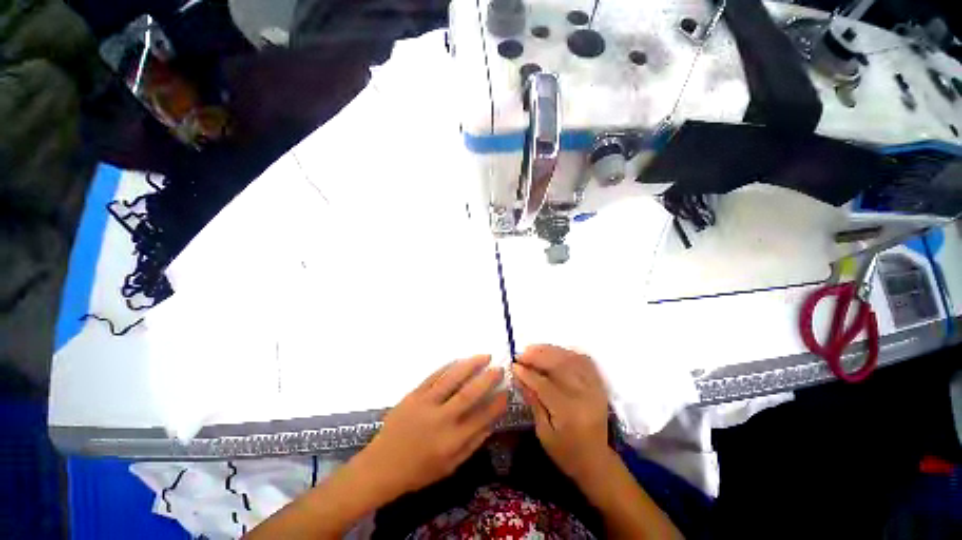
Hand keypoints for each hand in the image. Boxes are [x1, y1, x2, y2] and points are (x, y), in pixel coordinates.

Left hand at [358, 355, 508, 497]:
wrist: (381, 466)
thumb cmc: (419, 471)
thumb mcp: (450, 466)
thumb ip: (473, 443)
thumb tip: (492, 421)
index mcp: (451, 442)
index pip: (482, 418)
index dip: (497, 404)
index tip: (507, 392)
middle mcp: (440, 420)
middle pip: (469, 394)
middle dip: (487, 379)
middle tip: (500, 368)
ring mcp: (425, 404)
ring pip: (452, 379)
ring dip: (470, 365)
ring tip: (485, 356)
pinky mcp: (413, 395)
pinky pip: (434, 376)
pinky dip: (448, 366)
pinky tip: (459, 360)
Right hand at [512, 345, 610, 482]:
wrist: (596, 461)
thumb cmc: (565, 452)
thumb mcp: (543, 432)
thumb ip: (533, 401)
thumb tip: (519, 375)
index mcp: (569, 413)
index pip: (544, 385)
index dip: (527, 373)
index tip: (513, 365)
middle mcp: (584, 396)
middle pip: (559, 366)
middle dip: (537, 356)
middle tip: (521, 353)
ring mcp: (594, 388)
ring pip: (571, 359)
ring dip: (550, 350)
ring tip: (533, 349)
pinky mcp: (599, 385)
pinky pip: (584, 361)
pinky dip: (568, 352)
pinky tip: (555, 351)